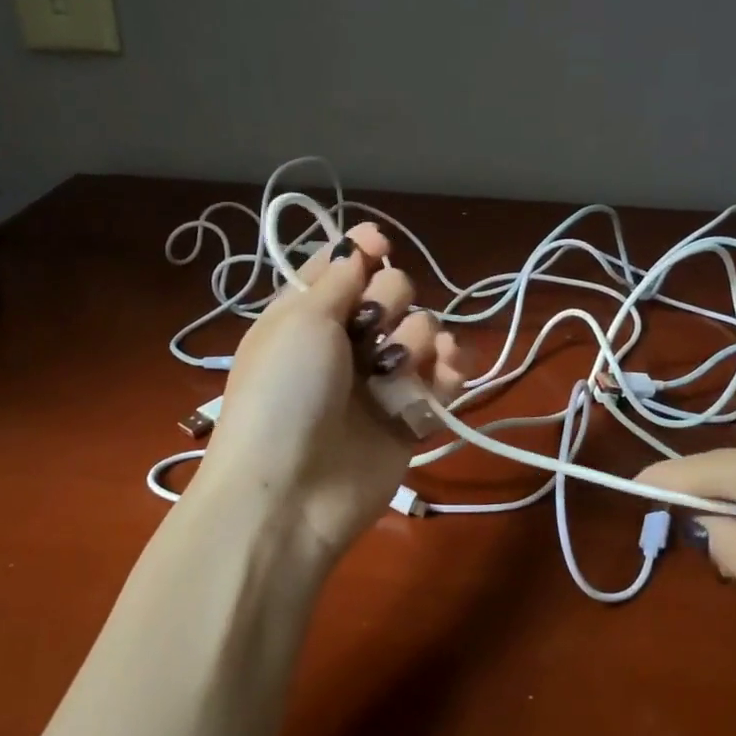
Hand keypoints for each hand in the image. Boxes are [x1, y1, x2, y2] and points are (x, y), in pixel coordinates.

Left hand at [195, 223, 466, 564]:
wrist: (291, 491)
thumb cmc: (283, 393)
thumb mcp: (299, 321)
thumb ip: (338, 279)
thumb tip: (358, 246)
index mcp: (308, 314)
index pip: (345, 267)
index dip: (365, 251)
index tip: (381, 244)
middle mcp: (346, 342)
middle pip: (393, 293)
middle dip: (391, 300)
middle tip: (371, 329)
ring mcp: (380, 380)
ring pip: (424, 332)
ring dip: (419, 339)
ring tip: (397, 368)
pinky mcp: (410, 417)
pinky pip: (445, 379)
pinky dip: (451, 370)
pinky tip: (446, 371)